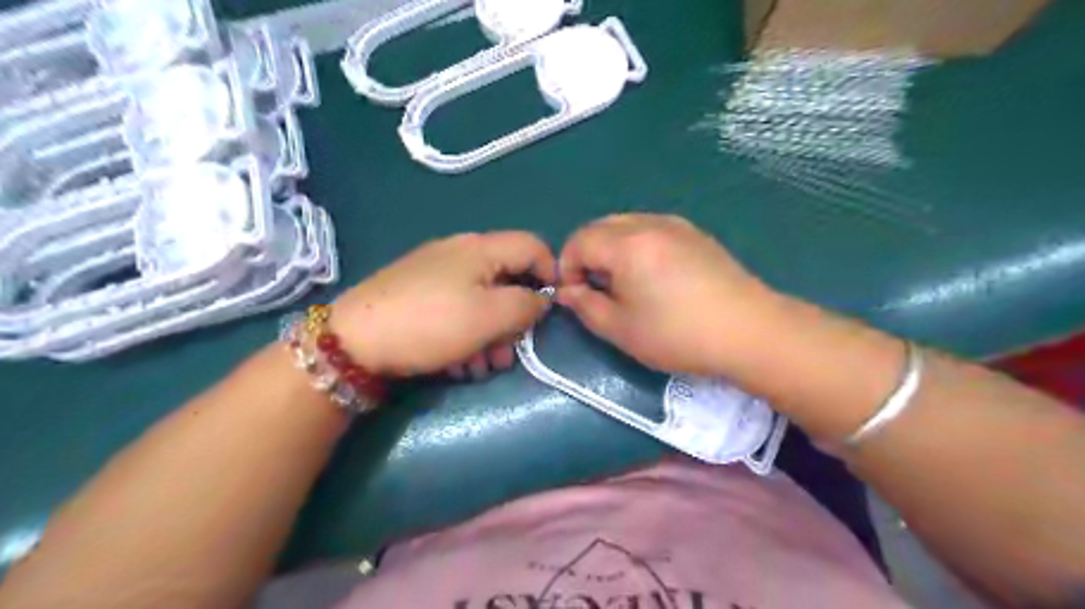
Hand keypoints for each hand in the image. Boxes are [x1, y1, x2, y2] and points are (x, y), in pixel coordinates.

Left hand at [331, 230, 554, 377]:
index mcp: (481, 248)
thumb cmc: (432, 324)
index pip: (533, 246)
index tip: (550, 310)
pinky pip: (456, 308)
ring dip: (490, 335)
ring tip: (481, 367)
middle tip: (508, 353)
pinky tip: (457, 362)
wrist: (353, 340)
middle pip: (506, 278)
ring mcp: (435, 272)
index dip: (551, 274)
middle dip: (514, 319)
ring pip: (481, 299)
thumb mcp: (490, 316)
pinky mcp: (417, 293)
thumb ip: (527, 305)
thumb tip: (542, 298)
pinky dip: (465, 334)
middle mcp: (460, 252)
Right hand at [554, 213, 774, 375]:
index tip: (575, 296)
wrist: (749, 331)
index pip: (579, 241)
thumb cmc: (678, 334)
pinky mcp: (695, 234)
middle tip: (596, 290)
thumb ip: (585, 306)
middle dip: (587, 255)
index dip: (566, 267)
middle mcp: (649, 223)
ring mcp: (676, 225)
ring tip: (623, 284)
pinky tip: (652, 276)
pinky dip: (635, 246)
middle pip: (600, 227)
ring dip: (610, 249)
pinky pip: (650, 229)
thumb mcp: (621, 329)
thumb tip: (568, 291)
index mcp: (627, 243)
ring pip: (625, 225)